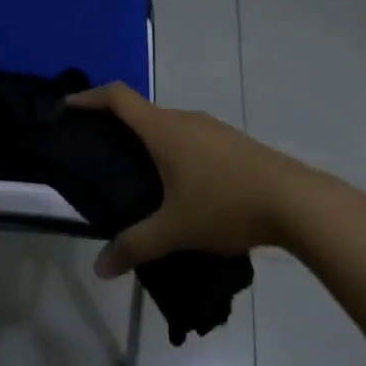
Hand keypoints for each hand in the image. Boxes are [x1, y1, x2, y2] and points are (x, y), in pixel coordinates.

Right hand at [67, 82, 311, 277]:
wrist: (297, 201)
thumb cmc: (226, 204)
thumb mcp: (176, 229)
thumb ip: (136, 246)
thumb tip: (100, 268)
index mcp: (163, 129)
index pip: (117, 97)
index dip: (89, 97)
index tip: (68, 105)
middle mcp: (184, 118)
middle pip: (141, 111)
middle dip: (117, 126)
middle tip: (100, 152)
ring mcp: (212, 128)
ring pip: (169, 126)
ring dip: (149, 140)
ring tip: (139, 174)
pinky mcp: (233, 142)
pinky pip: (191, 137)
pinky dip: (174, 150)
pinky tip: (182, 186)